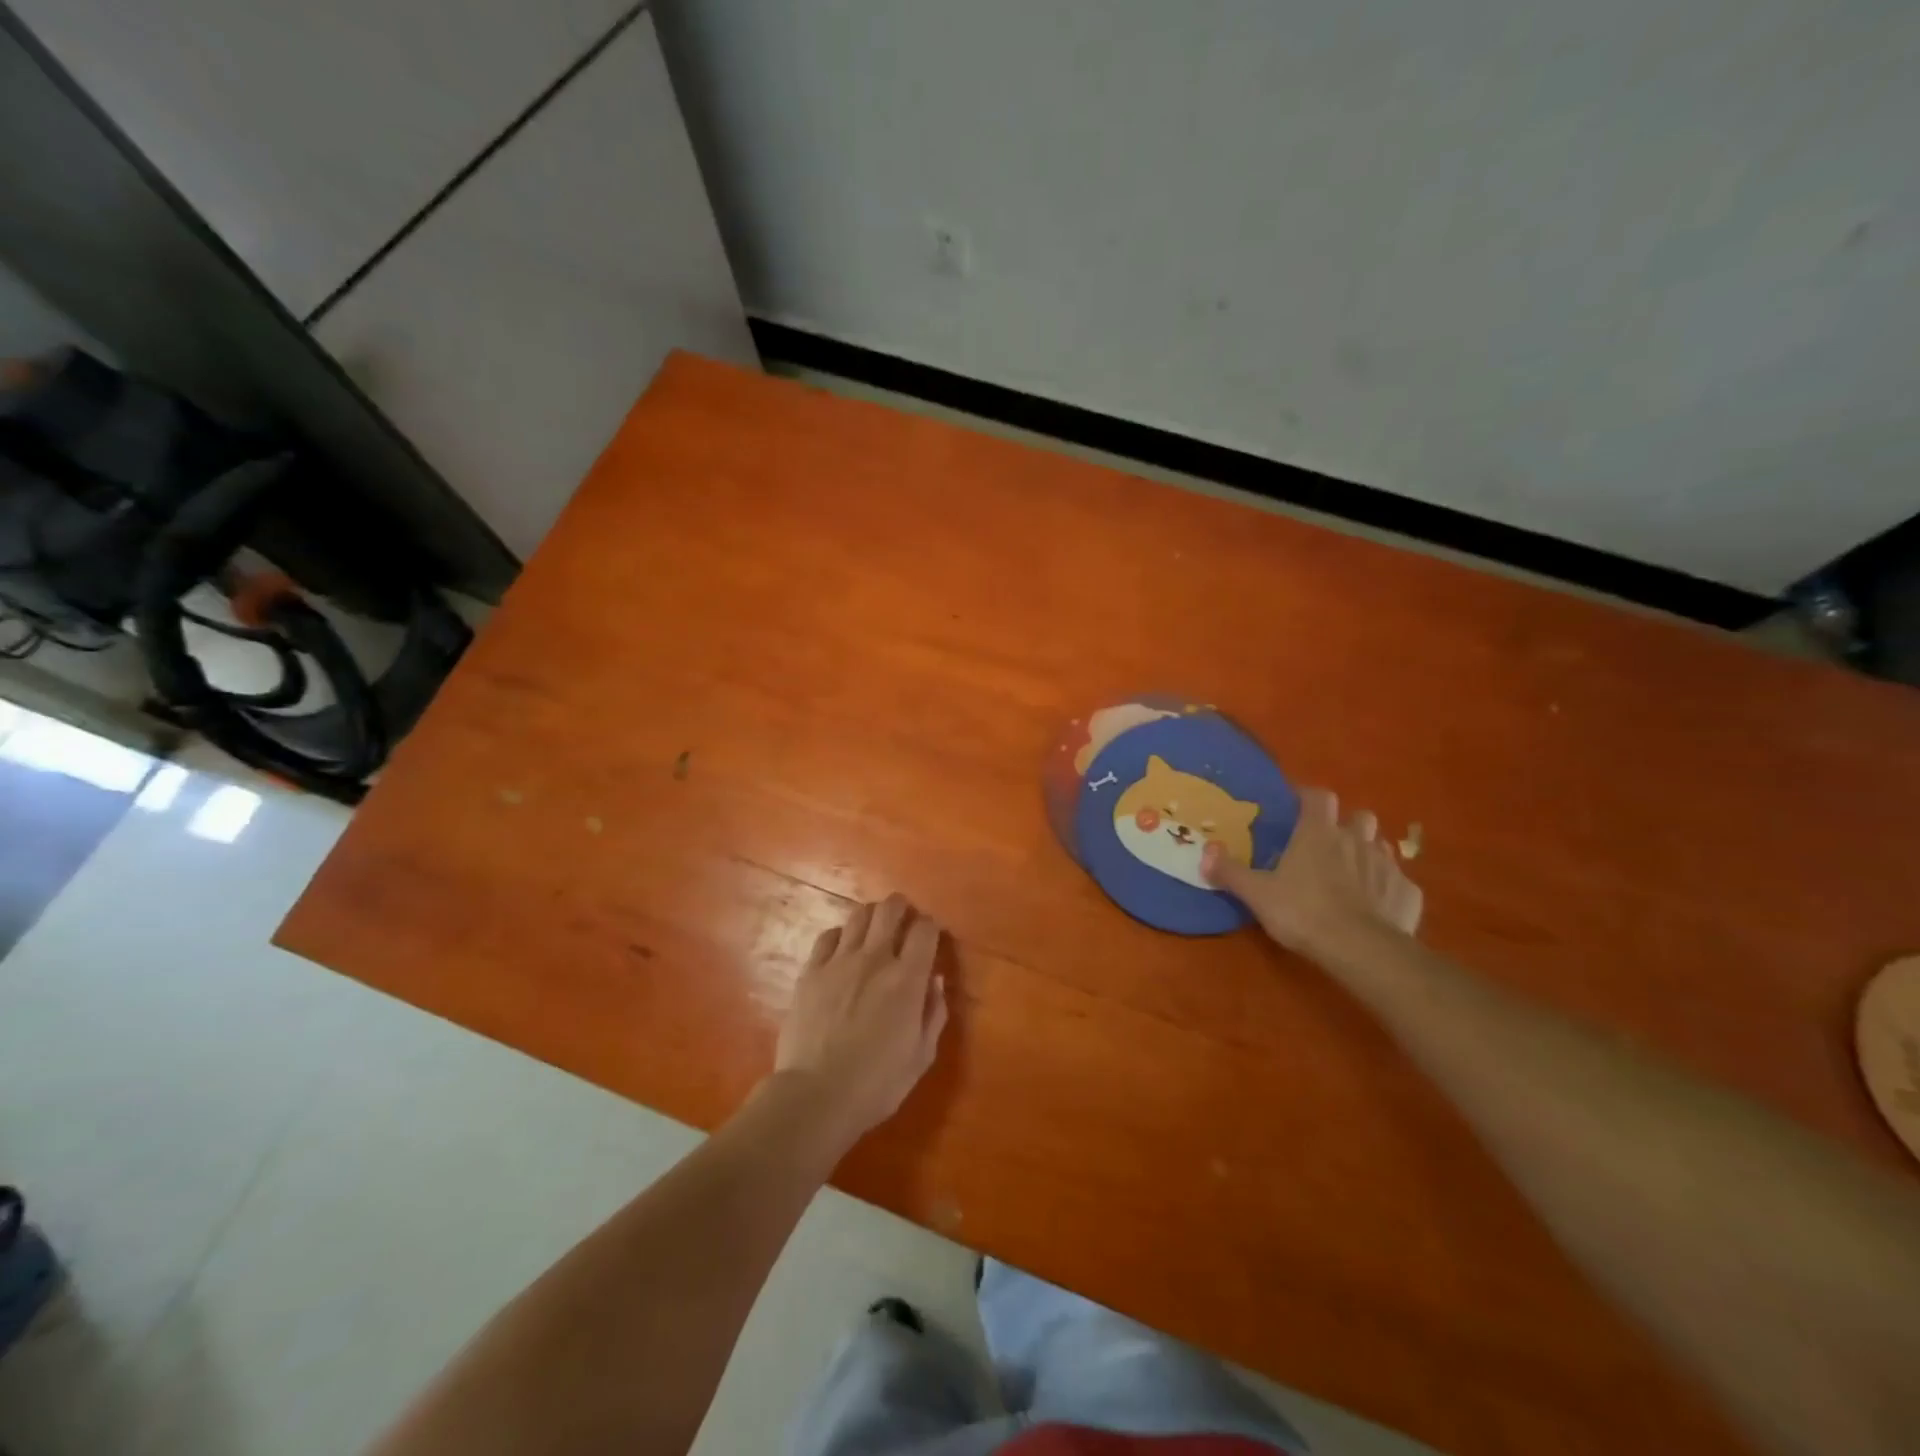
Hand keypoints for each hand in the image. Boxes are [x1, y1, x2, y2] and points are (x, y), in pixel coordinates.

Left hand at [773, 894, 948, 1146]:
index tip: (930, 937)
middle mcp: (875, 959)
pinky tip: (842, 949)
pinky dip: (840, 936)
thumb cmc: (876, 1084)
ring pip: (858, 916)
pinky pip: (827, 937)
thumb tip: (935, 980)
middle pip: (890, 910)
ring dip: (871, 917)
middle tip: (903, 921)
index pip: (925, 930)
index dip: (931, 927)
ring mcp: (838, 962)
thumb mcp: (921, 1056)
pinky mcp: (811, 971)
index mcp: (907, 979)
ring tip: (873, 931)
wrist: (815, 1096)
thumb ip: (934, 1013)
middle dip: (901, 908)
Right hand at [1203, 788, 1421, 957]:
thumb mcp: (1257, 893)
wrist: (1361, 949)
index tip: (1298, 806)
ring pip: (1382, 846)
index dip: (1309, 798)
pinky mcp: (1408, 893)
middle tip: (1330, 844)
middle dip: (1348, 825)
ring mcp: (1388, 865)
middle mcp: (1356, 840)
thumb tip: (1205, 852)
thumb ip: (1230, 871)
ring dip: (1369, 853)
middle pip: (1359, 817)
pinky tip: (1377, 906)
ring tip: (1353, 873)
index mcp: (1318, 833)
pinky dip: (1388, 889)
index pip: (1319, 796)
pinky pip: (1399, 882)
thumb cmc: (1303, 912)